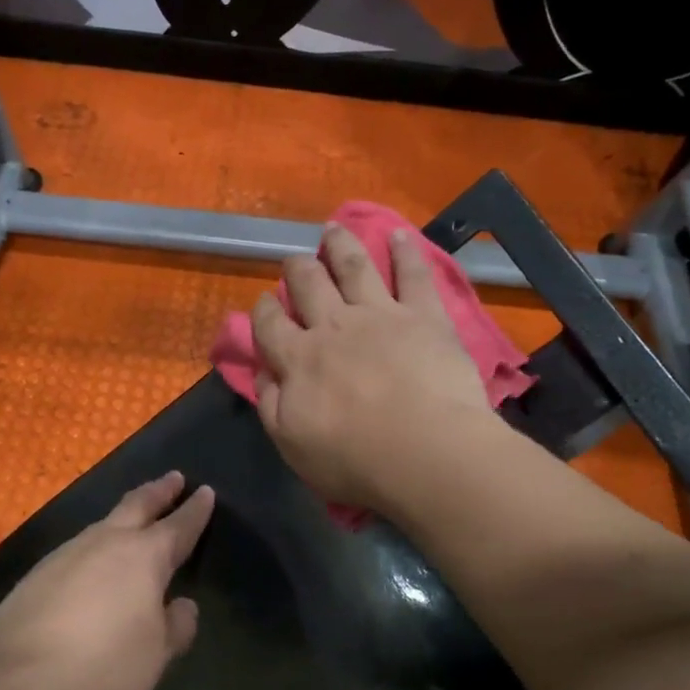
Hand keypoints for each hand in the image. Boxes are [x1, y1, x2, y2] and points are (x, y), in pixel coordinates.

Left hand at [0, 472, 213, 689]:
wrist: (14, 682)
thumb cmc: (101, 667)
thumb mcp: (154, 657)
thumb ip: (175, 628)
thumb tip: (183, 606)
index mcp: (144, 557)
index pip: (178, 525)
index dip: (195, 509)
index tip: (205, 491)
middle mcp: (106, 542)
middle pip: (138, 505)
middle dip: (159, 491)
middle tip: (173, 478)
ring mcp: (67, 554)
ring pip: (104, 523)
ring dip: (125, 516)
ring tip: (135, 517)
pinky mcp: (38, 573)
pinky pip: (78, 548)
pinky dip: (96, 545)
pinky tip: (93, 562)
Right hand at [253, 224, 496, 512]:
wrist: (426, 453)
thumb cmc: (355, 460)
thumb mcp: (291, 444)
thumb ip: (270, 402)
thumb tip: (263, 369)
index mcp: (298, 358)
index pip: (270, 324)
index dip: (263, 310)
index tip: (264, 302)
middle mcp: (333, 326)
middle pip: (308, 283)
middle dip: (298, 268)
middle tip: (295, 261)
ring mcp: (380, 314)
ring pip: (353, 266)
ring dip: (340, 245)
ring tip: (333, 229)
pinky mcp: (423, 316)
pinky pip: (413, 275)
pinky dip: (405, 251)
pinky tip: (399, 234)